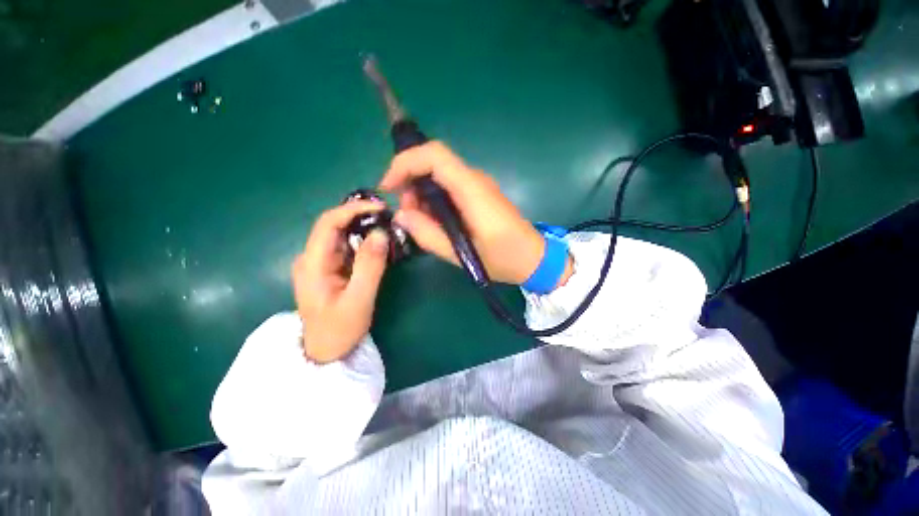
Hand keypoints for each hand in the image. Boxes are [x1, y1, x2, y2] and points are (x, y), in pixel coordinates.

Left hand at [292, 200, 389, 363]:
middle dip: (361, 217)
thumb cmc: (339, 330)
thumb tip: (381, 233)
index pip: (328, 223)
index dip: (352, 210)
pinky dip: (364, 242)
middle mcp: (311, 258)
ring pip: (342, 236)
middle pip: (334, 226)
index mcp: (312, 263)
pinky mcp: (329, 269)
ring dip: (364, 229)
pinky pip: (347, 248)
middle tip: (389, 218)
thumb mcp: (359, 300)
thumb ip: (370, 266)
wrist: (325, 352)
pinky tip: (379, 245)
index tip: (380, 208)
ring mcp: (319, 263)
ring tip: (388, 229)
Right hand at [380, 141, 572, 285]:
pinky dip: (434, 202)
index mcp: (472, 190)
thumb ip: (429, 235)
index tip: (388, 187)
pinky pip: (448, 188)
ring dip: (421, 196)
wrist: (534, 258)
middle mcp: (474, 180)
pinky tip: (436, 223)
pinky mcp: (477, 195)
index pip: (434, 155)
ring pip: (438, 176)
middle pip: (432, 163)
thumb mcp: (463, 255)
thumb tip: (401, 215)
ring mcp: (477, 186)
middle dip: (410, 184)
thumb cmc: (504, 258)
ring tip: (422, 224)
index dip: (405, 163)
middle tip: (409, 217)